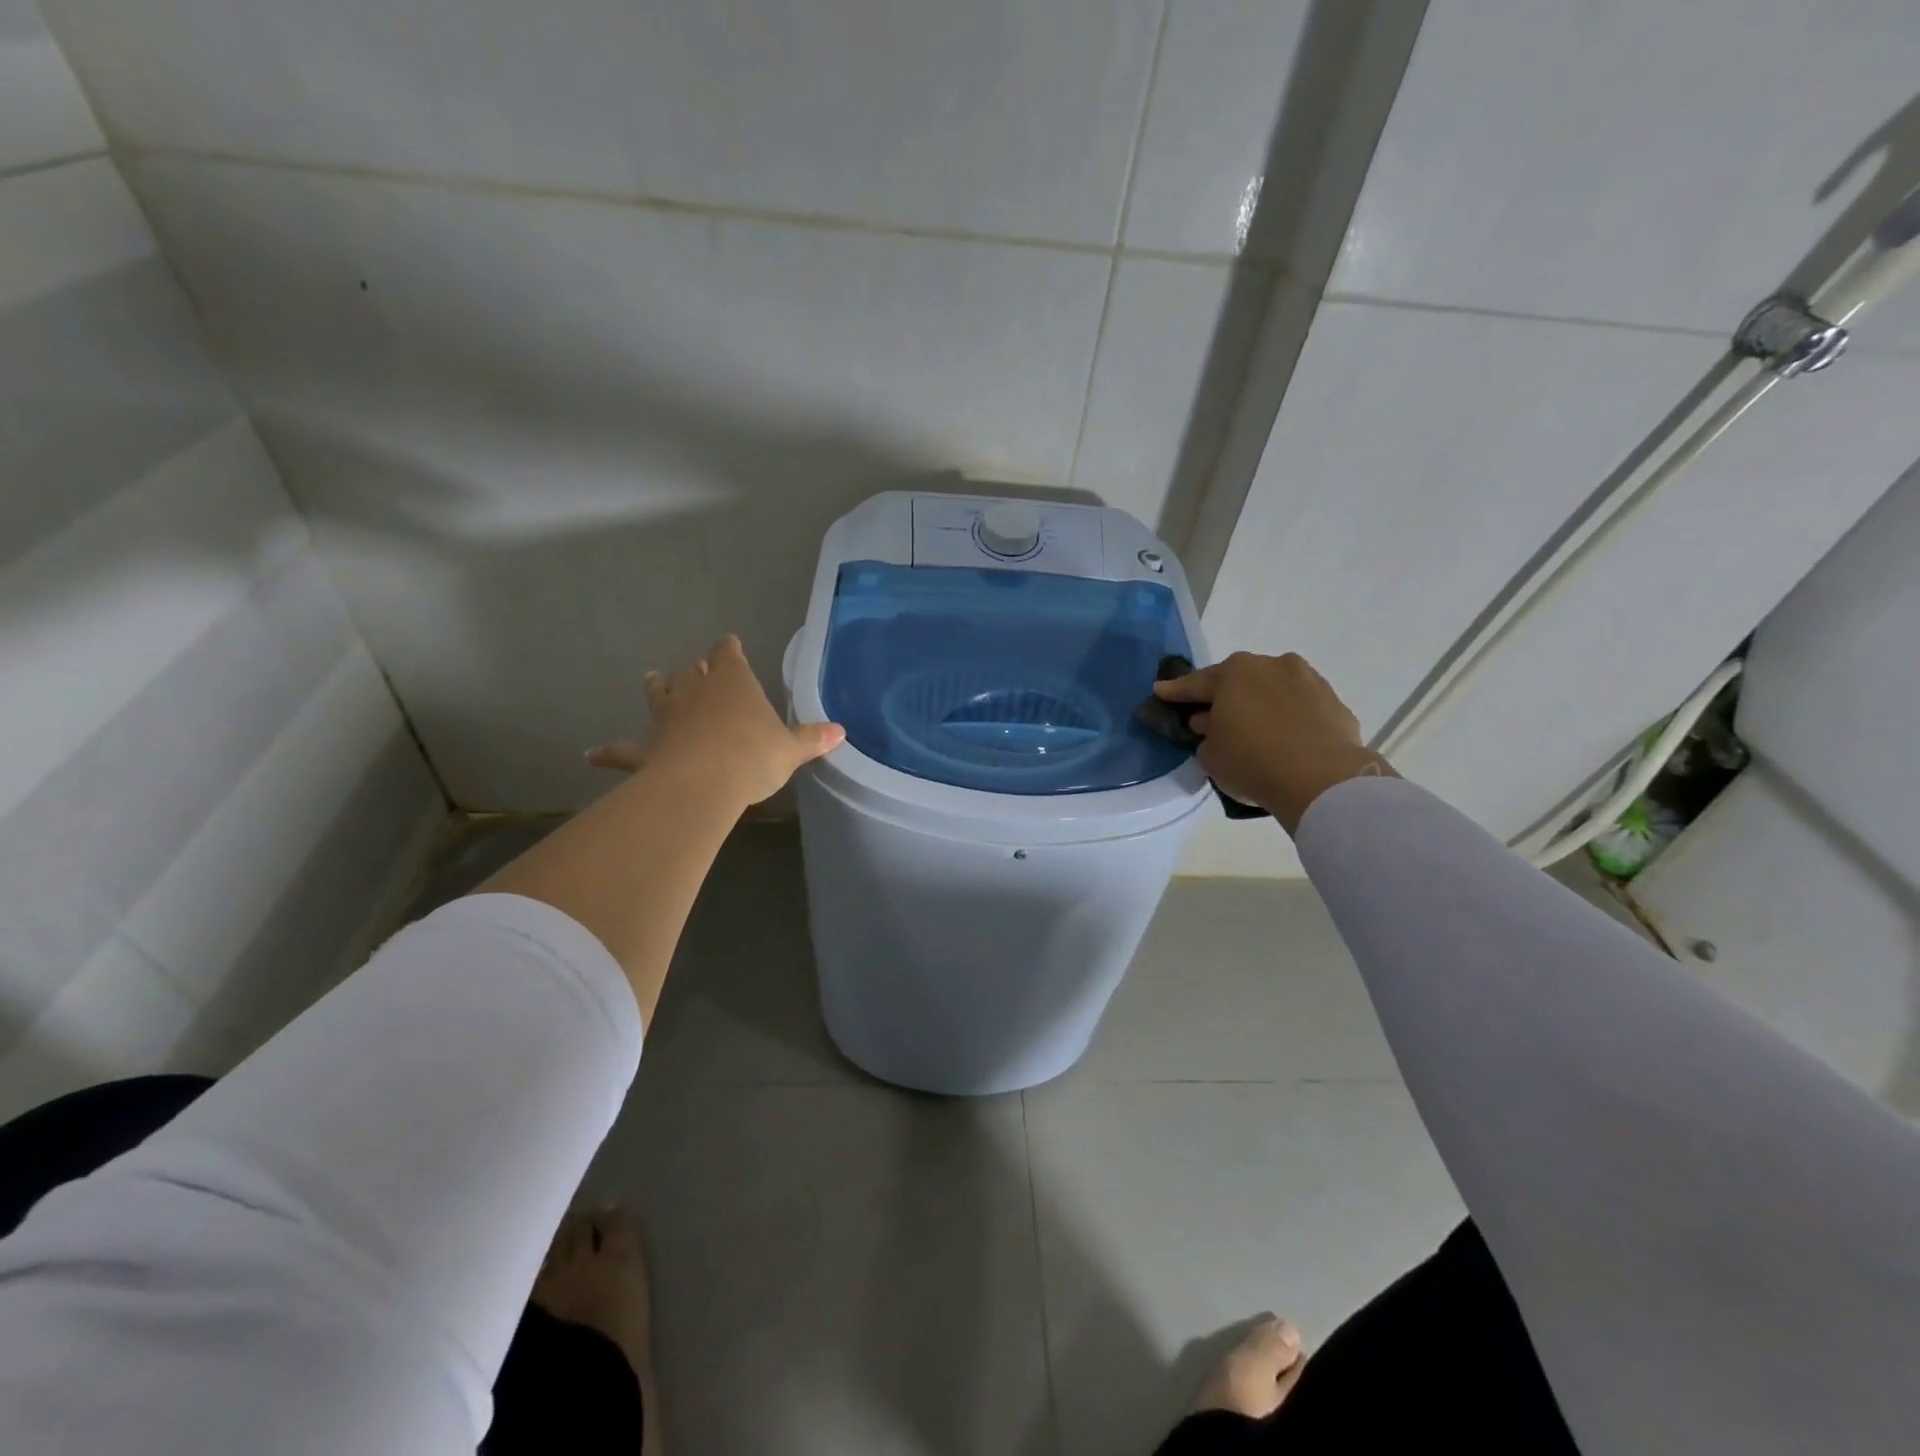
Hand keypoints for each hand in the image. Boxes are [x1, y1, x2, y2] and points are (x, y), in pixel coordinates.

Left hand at [586, 635, 844, 805]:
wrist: (703, 783)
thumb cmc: (753, 756)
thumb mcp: (791, 749)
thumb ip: (812, 739)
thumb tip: (841, 732)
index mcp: (733, 683)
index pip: (729, 654)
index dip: (729, 648)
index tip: (730, 643)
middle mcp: (696, 691)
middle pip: (692, 671)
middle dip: (696, 668)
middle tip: (698, 668)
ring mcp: (666, 718)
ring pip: (659, 695)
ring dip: (657, 687)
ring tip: (652, 678)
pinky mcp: (646, 749)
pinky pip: (624, 750)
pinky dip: (609, 752)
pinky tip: (591, 755)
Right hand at [1154, 652, 1393, 832]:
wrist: (1322, 780)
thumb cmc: (1252, 762)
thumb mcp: (1211, 754)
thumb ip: (1206, 733)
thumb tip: (1213, 723)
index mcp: (1234, 673)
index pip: (1196, 683)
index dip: (1176, 691)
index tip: (1160, 691)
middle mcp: (1271, 665)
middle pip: (1238, 680)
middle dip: (1223, 695)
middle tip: (1210, 714)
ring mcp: (1307, 680)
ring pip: (1273, 689)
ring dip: (1260, 703)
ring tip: (1254, 725)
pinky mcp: (1334, 702)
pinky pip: (1300, 707)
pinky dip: (1289, 717)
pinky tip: (1285, 736)